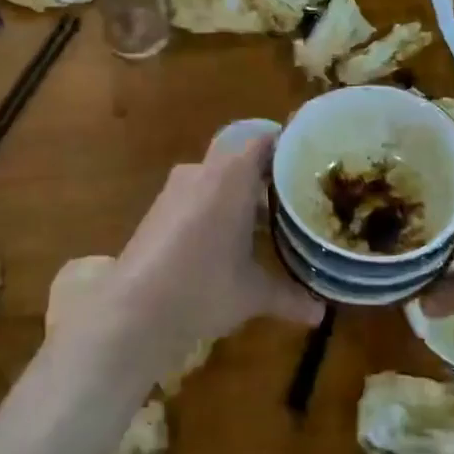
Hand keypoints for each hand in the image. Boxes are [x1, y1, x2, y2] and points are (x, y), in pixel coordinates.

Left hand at [57, 133, 322, 389]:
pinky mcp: (158, 210)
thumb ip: (289, 296)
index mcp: (232, 177)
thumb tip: (320, 314)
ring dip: (240, 193)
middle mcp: (203, 172)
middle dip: (266, 173)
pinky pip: (197, 195)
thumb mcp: (253, 294)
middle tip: (295, 194)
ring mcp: (175, 190)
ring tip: (268, 221)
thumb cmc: (203, 289)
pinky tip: (230, 239)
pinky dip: (216, 207)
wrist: (132, 311)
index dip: (288, 146)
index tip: (311, 161)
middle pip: (241, 157)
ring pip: (217, 177)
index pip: (264, 140)